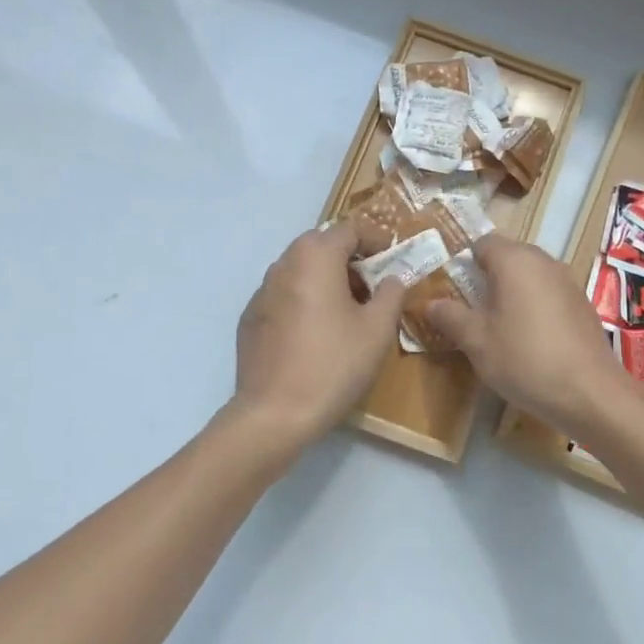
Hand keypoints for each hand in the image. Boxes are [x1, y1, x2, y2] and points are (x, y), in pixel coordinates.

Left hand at [229, 221, 405, 450]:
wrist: (274, 414)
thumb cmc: (334, 364)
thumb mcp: (377, 329)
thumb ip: (391, 294)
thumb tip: (391, 279)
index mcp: (315, 257)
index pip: (348, 228)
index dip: (375, 238)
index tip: (392, 258)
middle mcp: (283, 264)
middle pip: (320, 245)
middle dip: (349, 258)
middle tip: (372, 285)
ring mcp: (261, 292)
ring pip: (300, 270)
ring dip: (326, 278)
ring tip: (347, 310)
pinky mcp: (250, 319)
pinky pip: (284, 295)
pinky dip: (304, 300)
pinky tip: (317, 333)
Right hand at [425, 234, 631, 436]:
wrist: (590, 393)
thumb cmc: (525, 360)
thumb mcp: (477, 342)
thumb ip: (450, 317)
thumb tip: (429, 303)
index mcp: (515, 260)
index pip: (482, 243)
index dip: (463, 261)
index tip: (450, 287)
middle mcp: (544, 261)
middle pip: (508, 256)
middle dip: (487, 277)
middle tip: (468, 308)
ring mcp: (568, 281)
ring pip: (530, 275)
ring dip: (512, 292)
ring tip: (496, 325)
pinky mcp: (583, 304)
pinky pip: (549, 293)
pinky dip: (534, 305)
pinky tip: (529, 338)